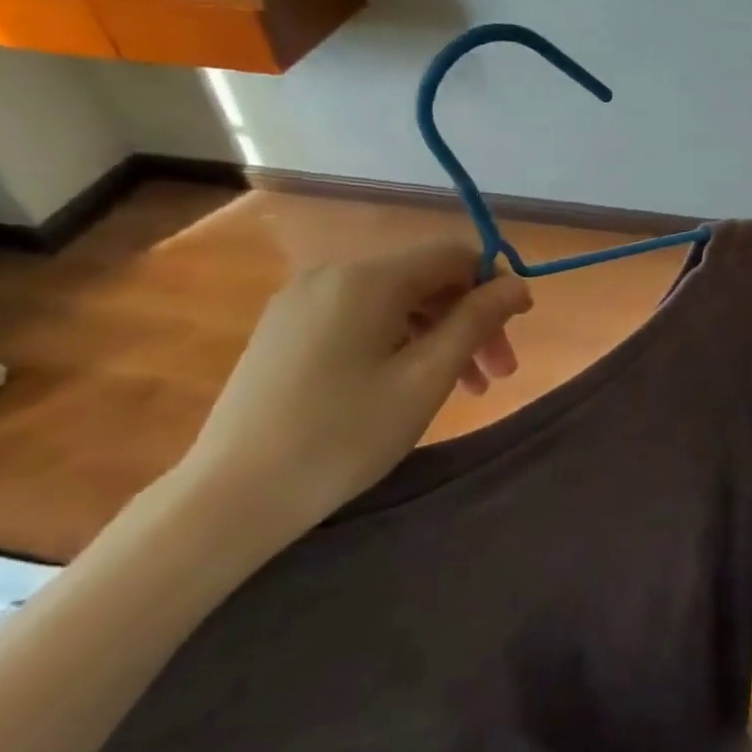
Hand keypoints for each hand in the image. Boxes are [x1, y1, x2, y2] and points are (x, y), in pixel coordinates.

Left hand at [155, 241, 531, 564]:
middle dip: (470, 320)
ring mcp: (303, 302)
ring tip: (465, 390)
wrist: (231, 496)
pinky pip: (362, 319)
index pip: (452, 255)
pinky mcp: (286, 331)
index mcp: (368, 279)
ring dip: (439, 336)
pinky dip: (400, 342)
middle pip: (425, 280)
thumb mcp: (425, 378)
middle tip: (498, 376)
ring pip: (395, 303)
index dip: (495, 283)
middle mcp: (333, 275)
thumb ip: (475, 322)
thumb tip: (516, 285)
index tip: (520, 327)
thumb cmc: (343, 436)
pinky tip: (410, 383)